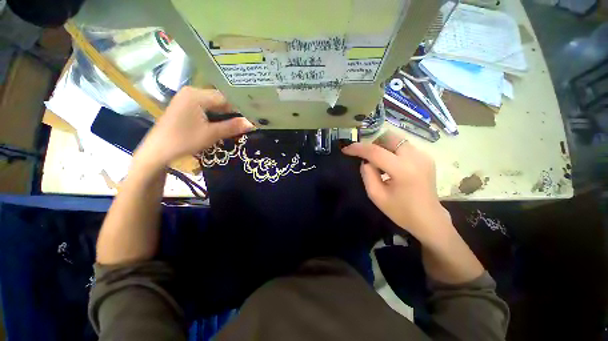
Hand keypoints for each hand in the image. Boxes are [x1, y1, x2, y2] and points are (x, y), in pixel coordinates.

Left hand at [137, 87, 253, 166]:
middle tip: (250, 119)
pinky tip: (226, 123)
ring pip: (214, 105)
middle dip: (234, 111)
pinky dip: (217, 116)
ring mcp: (187, 99)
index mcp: (197, 95)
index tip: (254, 115)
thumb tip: (252, 123)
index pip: (226, 97)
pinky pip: (207, 108)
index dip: (241, 106)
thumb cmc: (184, 141)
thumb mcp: (211, 134)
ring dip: (227, 114)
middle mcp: (192, 92)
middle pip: (220, 100)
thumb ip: (233, 127)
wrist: (158, 151)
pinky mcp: (186, 107)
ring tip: (242, 122)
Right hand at [342, 132, 450, 242]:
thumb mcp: (376, 195)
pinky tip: (390, 164)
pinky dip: (392, 150)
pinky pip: (403, 146)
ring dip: (382, 146)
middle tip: (364, 155)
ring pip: (396, 140)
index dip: (358, 148)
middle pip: (388, 137)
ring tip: (377, 161)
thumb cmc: (401, 211)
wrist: (429, 219)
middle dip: (372, 143)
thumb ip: (367, 174)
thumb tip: (366, 161)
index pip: (375, 151)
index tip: (346, 149)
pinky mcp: (426, 157)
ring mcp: (423, 155)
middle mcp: (415, 157)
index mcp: (402, 170)